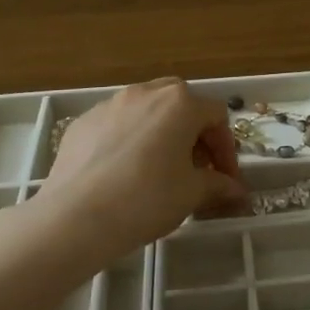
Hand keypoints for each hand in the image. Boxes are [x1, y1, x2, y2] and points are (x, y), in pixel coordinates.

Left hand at [38, 79, 246, 259]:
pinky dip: (128, 141)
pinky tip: (122, 173)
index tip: (224, 179)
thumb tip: (235, 190)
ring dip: (161, 133)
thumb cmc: (146, 199)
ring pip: (146, 110)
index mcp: (180, 103)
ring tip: (158, 170)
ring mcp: (110, 104)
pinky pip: (116, 124)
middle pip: (181, 103)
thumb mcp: (192, 194)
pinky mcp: (83, 122)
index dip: (226, 148)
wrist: (75, 217)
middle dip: (193, 133)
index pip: (216, 116)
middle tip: (194, 168)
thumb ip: (218, 185)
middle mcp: (146, 93)